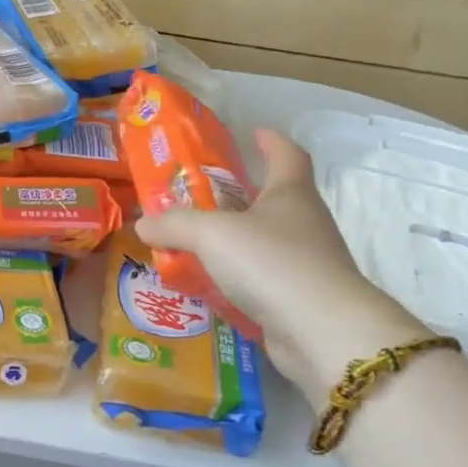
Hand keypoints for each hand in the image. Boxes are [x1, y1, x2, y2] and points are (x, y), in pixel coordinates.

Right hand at [135, 129, 417, 390]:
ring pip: (264, 242)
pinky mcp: (298, 300)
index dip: (271, 142)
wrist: (324, 333)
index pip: (288, 155)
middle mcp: (304, 224)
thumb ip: (174, 224)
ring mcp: (306, 264)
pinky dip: (234, 278)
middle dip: (239, 196)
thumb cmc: (272, 263)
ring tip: (191, 243)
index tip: (254, 133)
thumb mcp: (211, 233)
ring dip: (233, 241)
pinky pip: (259, 280)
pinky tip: (205, 285)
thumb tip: (143, 223)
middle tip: (198, 196)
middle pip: (273, 200)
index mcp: (291, 194)